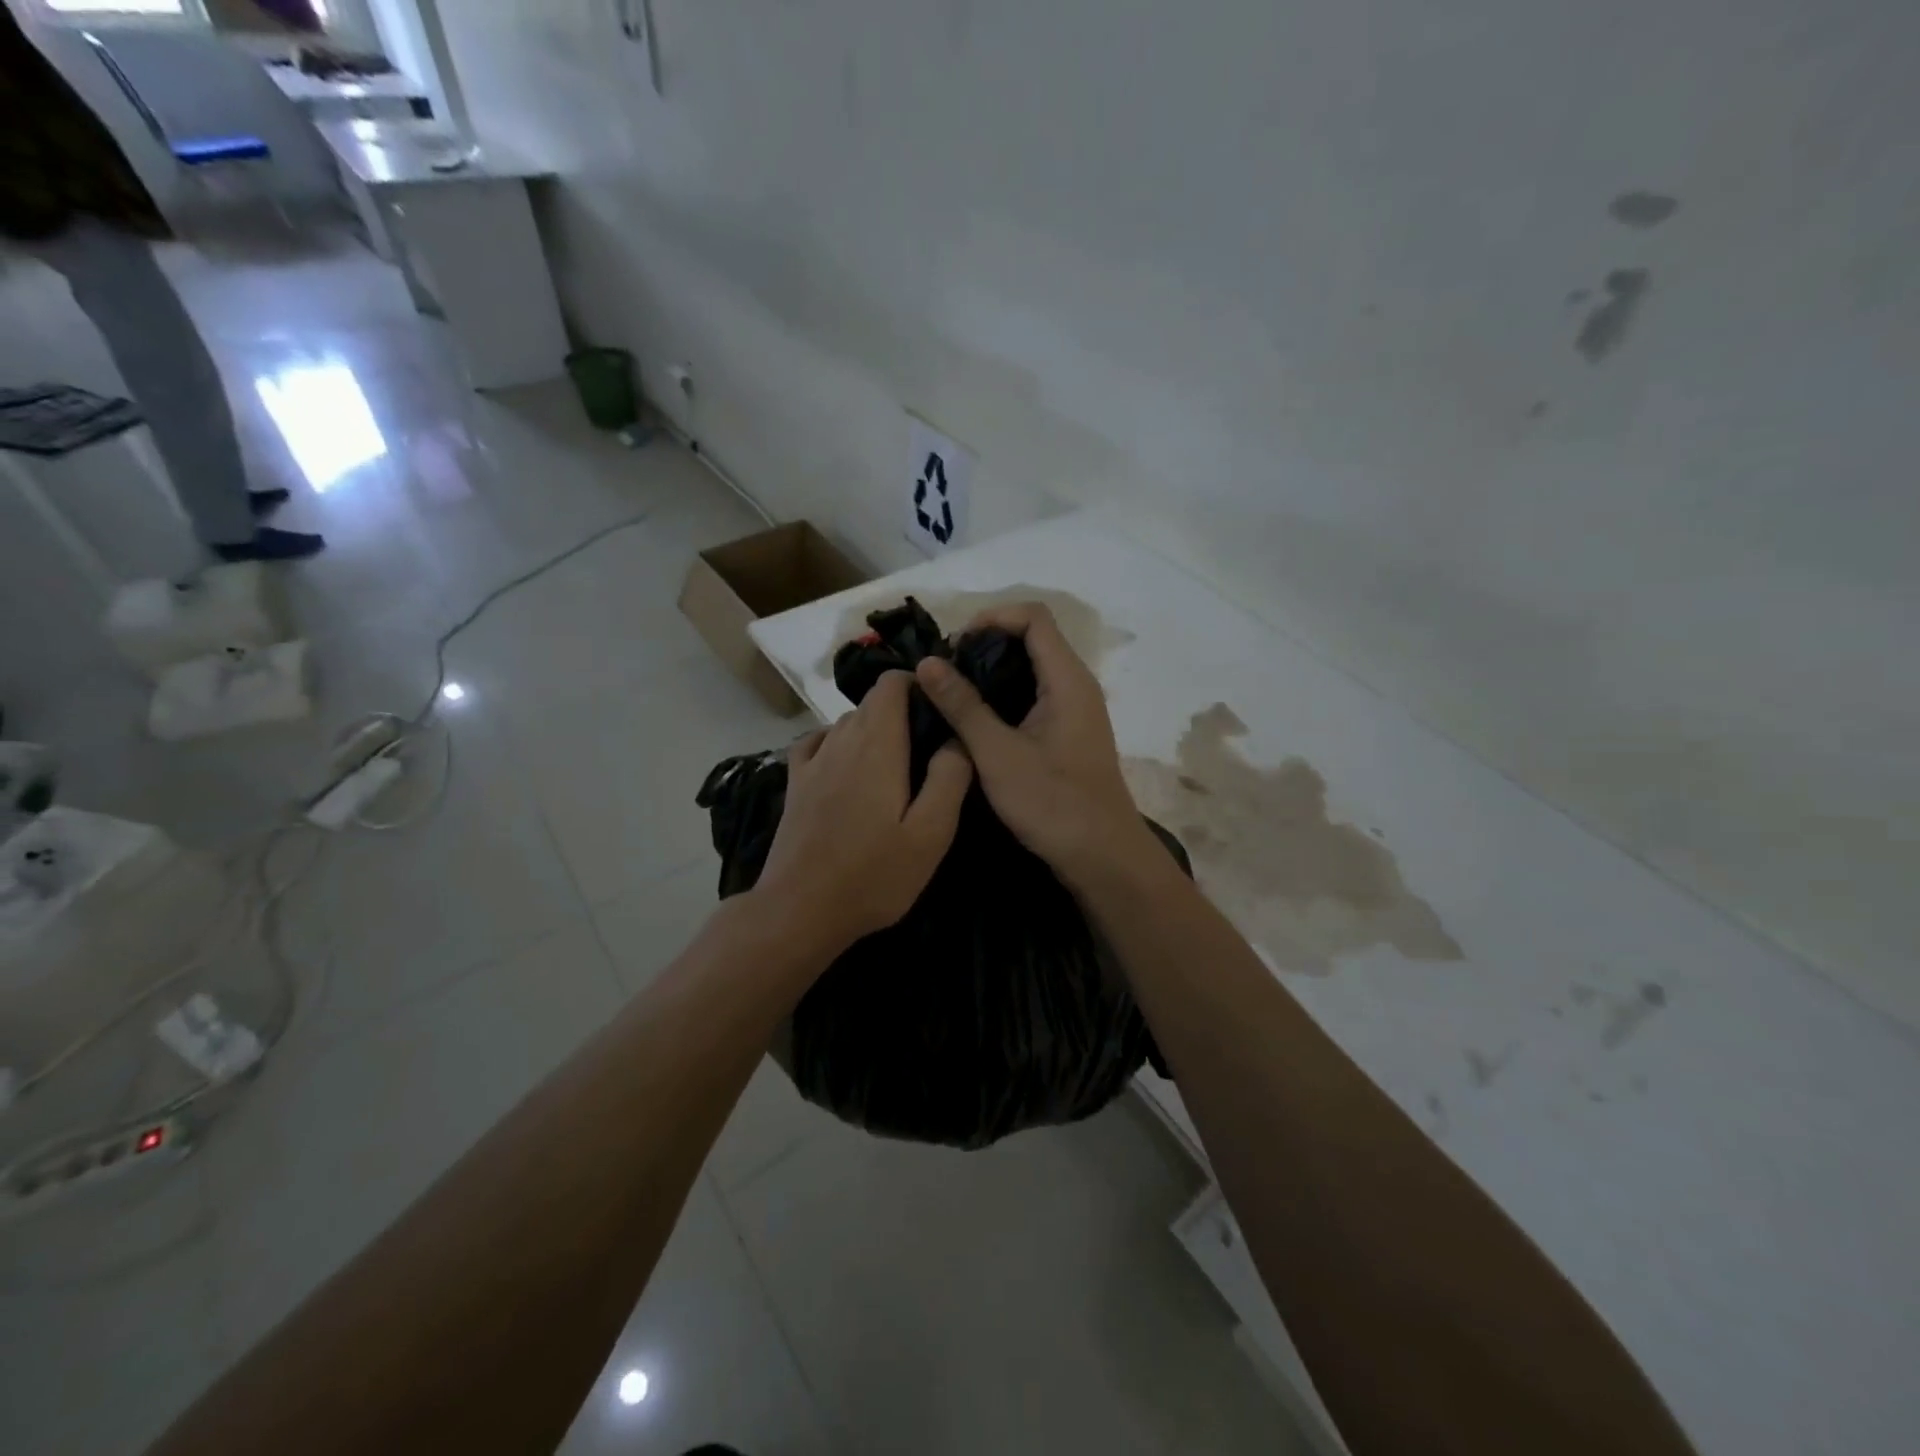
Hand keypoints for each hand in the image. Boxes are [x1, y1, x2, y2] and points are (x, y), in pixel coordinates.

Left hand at [751, 671, 972, 953]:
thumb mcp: (931, 833)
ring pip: (846, 722)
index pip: (890, 684)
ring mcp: (812, 762)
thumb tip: (957, 738)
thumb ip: (949, 778)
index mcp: (877, 745)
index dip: (917, 685)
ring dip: (873, 729)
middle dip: (901, 710)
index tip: (940, 710)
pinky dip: (837, 742)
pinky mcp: (795, 785)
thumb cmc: (874, 874)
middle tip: (928, 747)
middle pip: (871, 702)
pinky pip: (817, 742)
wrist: (800, 909)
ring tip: (896, 763)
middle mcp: (841, 741)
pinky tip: (847, 764)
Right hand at [915, 602, 1157, 889]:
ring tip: (951, 694)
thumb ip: (962, 706)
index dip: (991, 618)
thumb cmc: (1053, 804)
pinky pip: (1034, 696)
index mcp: (1067, 679)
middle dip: (985, 645)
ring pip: (1031, 669)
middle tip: (944, 672)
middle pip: (1032, 638)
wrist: (1102, 857)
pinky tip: (975, 721)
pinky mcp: (1068, 733)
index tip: (954, 646)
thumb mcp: (997, 754)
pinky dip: (1004, 697)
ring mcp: (1074, 710)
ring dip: (992, 673)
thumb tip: (927, 663)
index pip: (1033, 617)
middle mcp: (1075, 685)